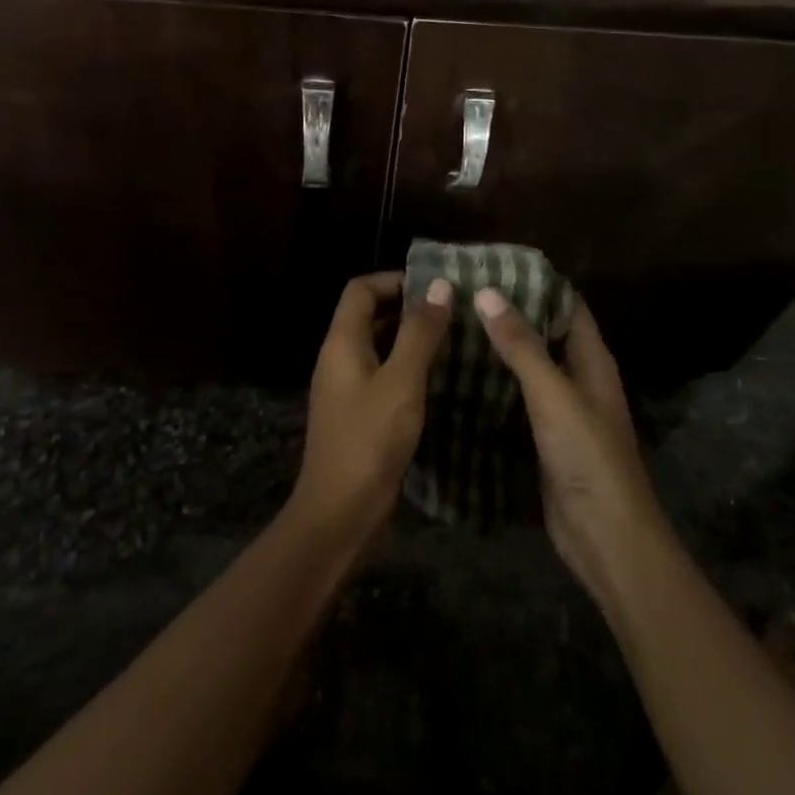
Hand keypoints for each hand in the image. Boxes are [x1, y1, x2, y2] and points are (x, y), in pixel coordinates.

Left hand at [293, 271, 452, 541]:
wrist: (340, 514)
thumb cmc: (370, 442)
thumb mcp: (401, 382)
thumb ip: (419, 333)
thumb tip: (438, 285)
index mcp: (342, 343)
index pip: (361, 290)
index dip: (395, 280)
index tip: (436, 287)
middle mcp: (339, 359)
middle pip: (369, 315)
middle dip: (409, 307)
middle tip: (454, 311)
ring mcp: (347, 389)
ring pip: (379, 347)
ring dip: (411, 338)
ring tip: (455, 339)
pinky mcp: (359, 415)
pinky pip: (383, 375)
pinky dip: (408, 368)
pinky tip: (440, 379)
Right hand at [473, 289, 671, 605]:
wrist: (604, 536)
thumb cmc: (587, 456)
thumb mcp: (553, 394)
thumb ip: (522, 346)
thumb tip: (488, 292)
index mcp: (592, 361)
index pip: (568, 307)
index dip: (537, 284)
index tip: (493, 267)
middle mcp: (579, 380)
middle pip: (545, 336)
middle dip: (510, 316)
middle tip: (461, 296)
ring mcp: (561, 413)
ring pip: (528, 371)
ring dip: (499, 352)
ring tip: (453, 328)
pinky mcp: (544, 441)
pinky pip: (517, 404)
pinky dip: (494, 389)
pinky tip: (460, 380)